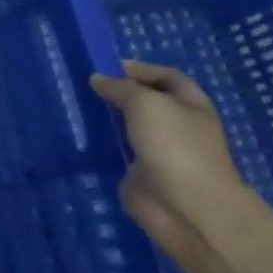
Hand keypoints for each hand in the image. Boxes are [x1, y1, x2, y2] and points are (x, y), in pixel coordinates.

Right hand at [90, 61, 251, 264]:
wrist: (187, 206)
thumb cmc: (175, 145)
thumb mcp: (146, 103)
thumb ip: (120, 87)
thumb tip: (98, 79)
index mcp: (192, 106)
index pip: (168, 77)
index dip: (143, 69)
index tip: (110, 66)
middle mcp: (178, 126)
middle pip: (149, 101)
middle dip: (122, 92)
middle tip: (90, 86)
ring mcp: (160, 151)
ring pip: (131, 126)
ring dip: (109, 117)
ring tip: (80, 106)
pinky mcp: (141, 172)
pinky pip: (119, 150)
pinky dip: (103, 142)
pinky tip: (82, 134)